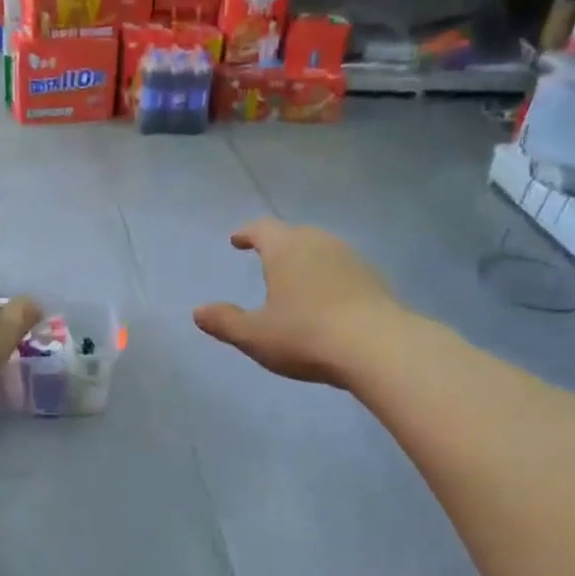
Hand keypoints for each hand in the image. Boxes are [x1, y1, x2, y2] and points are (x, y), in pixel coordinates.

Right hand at [193, 218, 401, 386]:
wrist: (376, 346)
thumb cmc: (305, 335)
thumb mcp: (255, 335)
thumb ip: (225, 322)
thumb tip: (198, 312)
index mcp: (286, 248)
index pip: (261, 228)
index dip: (247, 233)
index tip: (237, 239)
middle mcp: (319, 243)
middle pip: (294, 235)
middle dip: (277, 245)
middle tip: (265, 258)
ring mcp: (351, 258)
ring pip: (320, 251)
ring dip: (305, 262)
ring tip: (295, 281)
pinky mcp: (373, 279)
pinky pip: (341, 271)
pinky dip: (328, 279)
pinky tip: (326, 301)